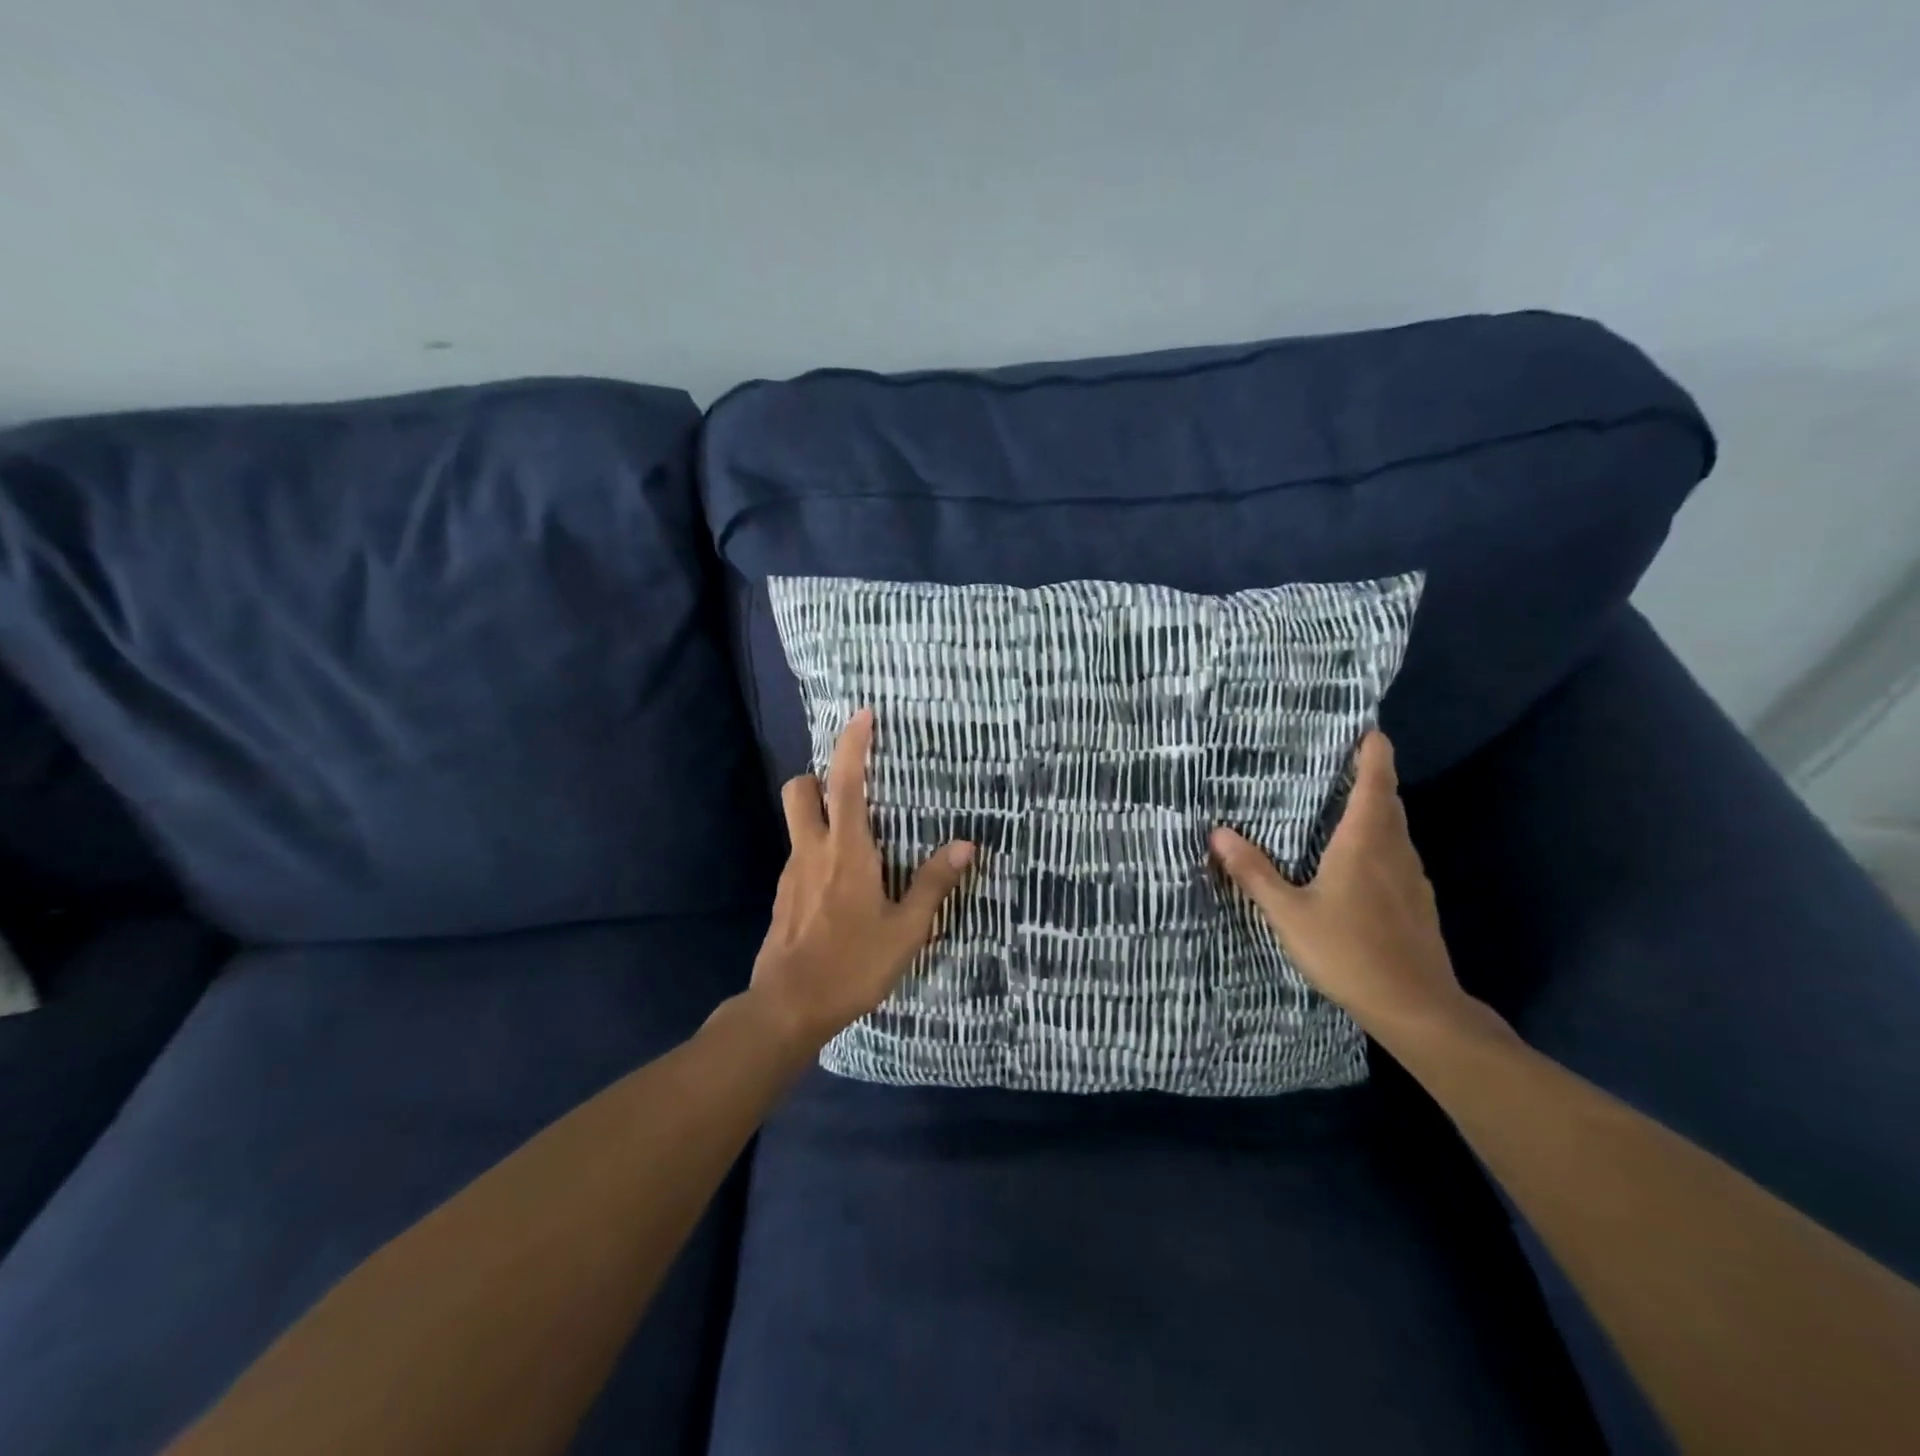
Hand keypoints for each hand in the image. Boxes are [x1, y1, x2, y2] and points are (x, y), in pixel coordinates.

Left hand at [746, 708, 974, 1056]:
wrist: (787, 1007)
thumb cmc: (852, 964)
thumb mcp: (906, 930)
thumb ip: (933, 884)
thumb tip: (966, 844)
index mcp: (846, 851)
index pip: (845, 782)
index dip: (853, 745)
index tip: (863, 715)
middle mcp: (812, 851)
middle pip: (799, 789)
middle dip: (819, 775)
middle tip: (852, 788)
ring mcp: (791, 873)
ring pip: (797, 822)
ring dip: (821, 814)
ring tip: (859, 838)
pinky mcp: (783, 896)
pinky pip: (800, 856)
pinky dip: (818, 851)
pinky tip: (842, 884)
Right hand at [1210, 731, 1476, 1046]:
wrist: (1417, 1008)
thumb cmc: (1349, 952)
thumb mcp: (1288, 914)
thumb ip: (1254, 872)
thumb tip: (1218, 832)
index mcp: (1364, 842)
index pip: (1375, 782)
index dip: (1373, 752)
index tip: (1366, 728)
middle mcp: (1394, 850)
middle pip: (1388, 801)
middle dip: (1370, 775)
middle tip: (1339, 760)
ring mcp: (1412, 878)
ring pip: (1396, 829)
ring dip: (1376, 808)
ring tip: (1342, 804)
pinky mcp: (1418, 902)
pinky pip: (1397, 854)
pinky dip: (1380, 841)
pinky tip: (1358, 860)